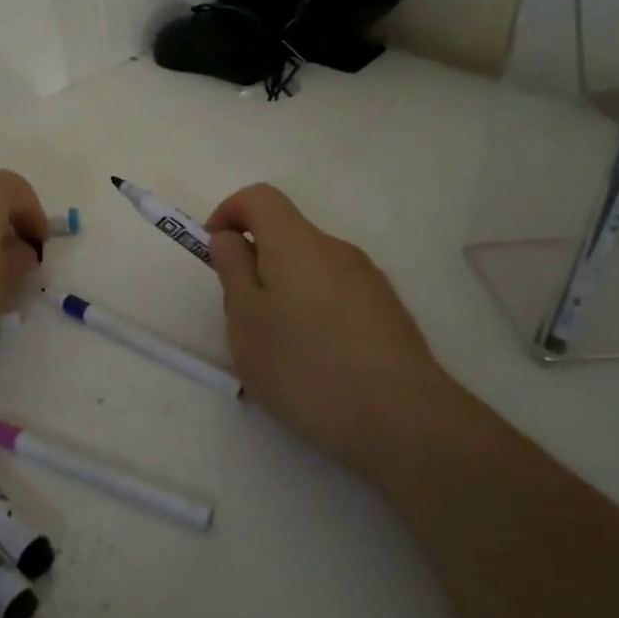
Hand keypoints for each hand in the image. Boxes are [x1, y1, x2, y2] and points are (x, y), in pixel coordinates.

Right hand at [206, 184, 451, 475]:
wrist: (403, 420)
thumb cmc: (306, 366)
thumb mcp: (246, 320)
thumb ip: (233, 270)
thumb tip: (230, 238)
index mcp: (296, 242)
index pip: (259, 197)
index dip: (229, 212)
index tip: (214, 252)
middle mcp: (336, 250)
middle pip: (286, 234)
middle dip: (255, 263)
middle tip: (242, 316)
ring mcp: (368, 280)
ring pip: (311, 268)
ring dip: (285, 291)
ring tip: (279, 348)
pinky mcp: (388, 312)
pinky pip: (336, 295)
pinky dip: (314, 312)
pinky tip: (317, 363)